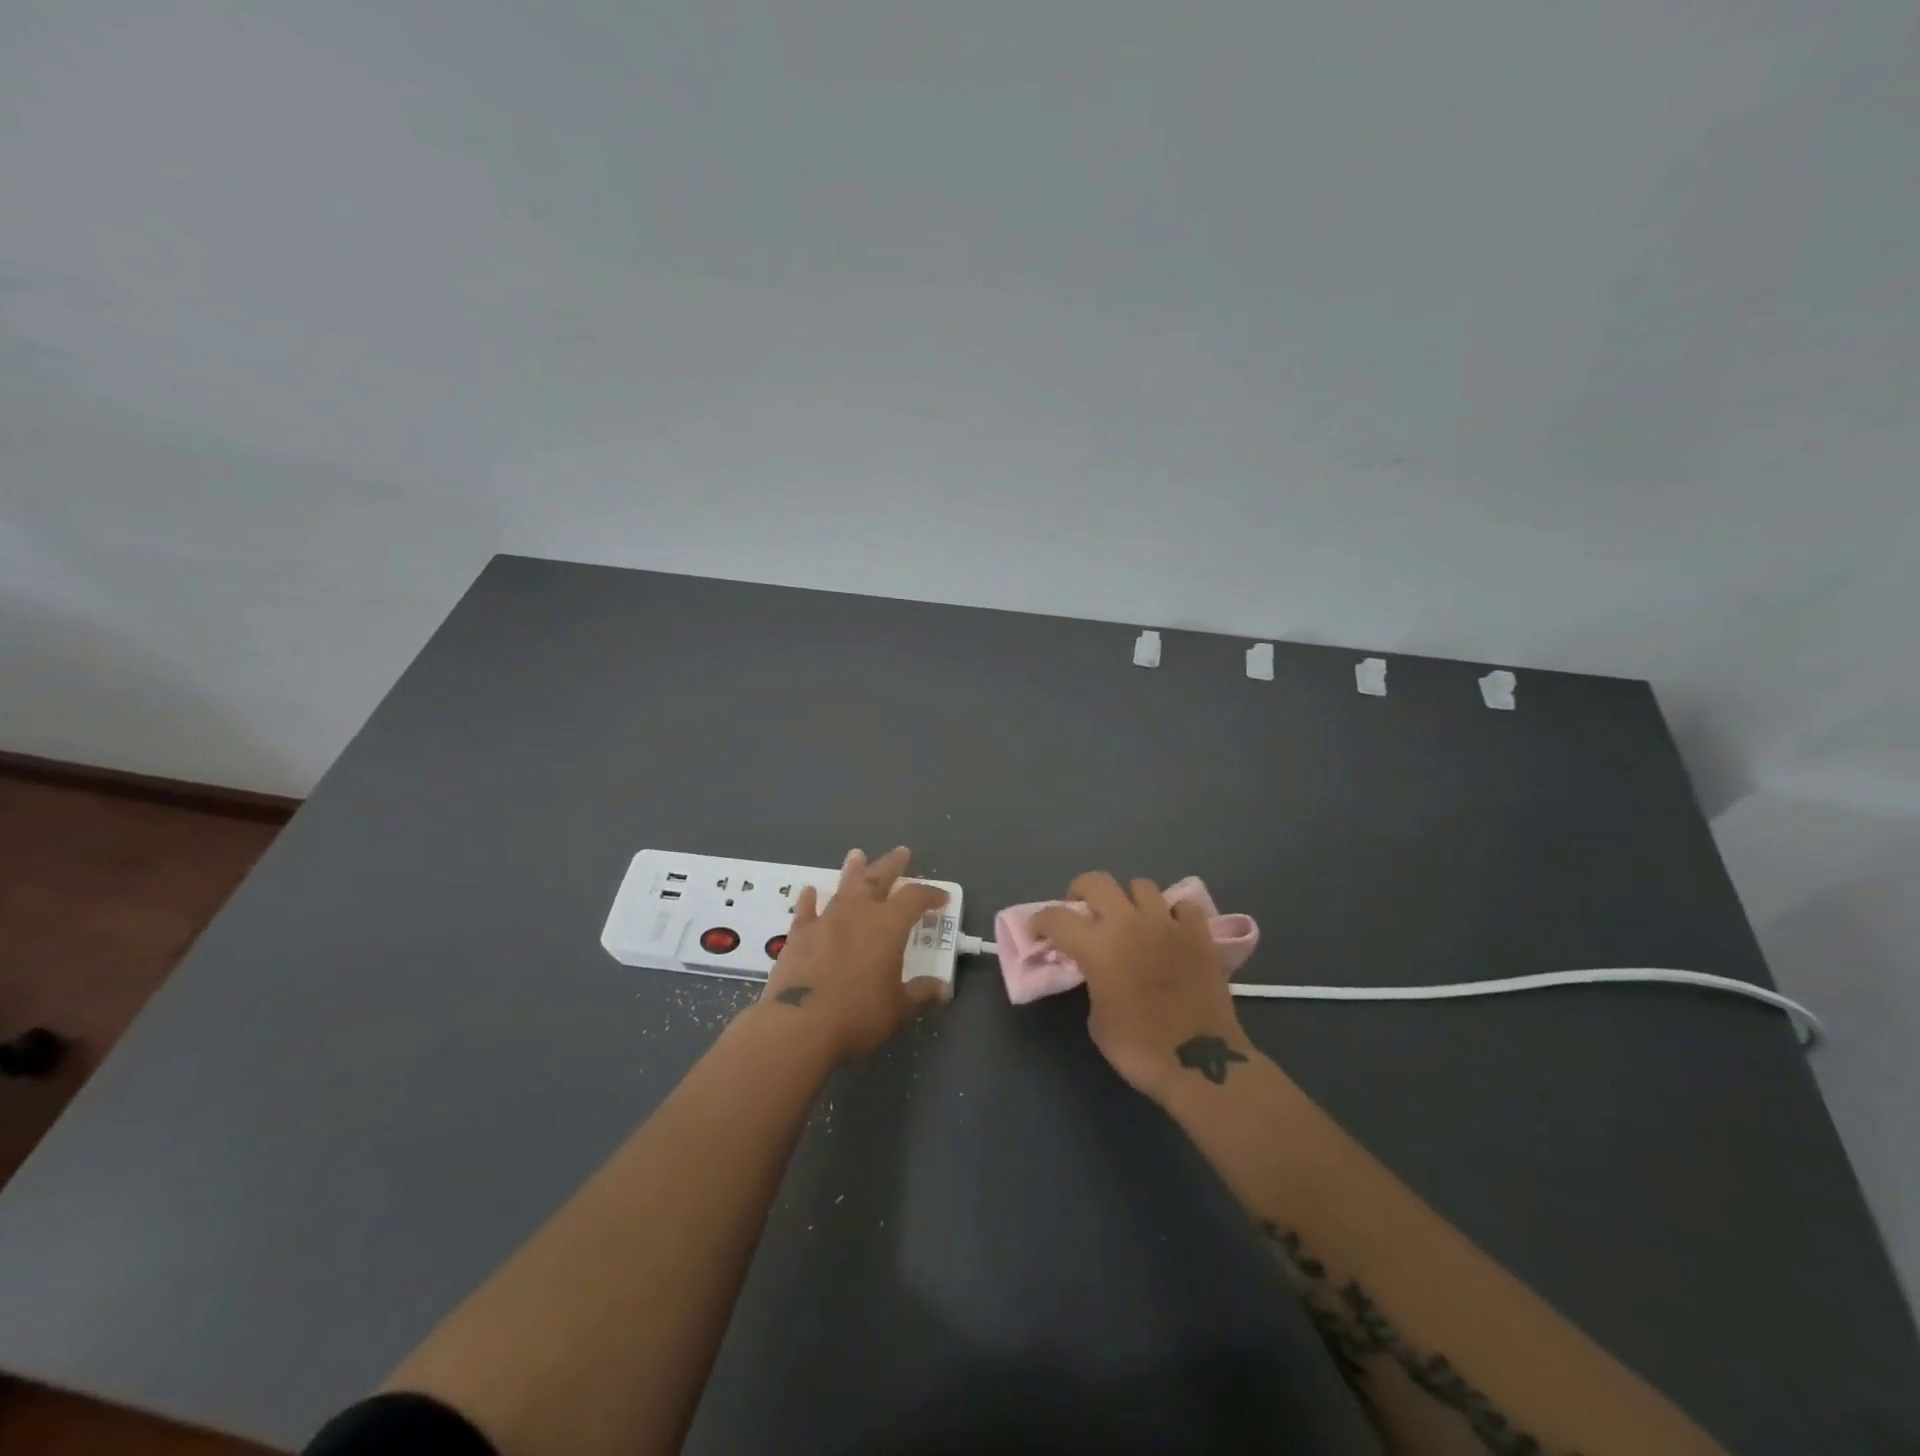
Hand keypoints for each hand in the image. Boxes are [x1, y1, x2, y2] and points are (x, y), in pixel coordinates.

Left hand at [759, 846, 949, 1059]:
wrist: (799, 1024)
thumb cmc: (858, 1014)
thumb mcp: (898, 1009)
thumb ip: (921, 994)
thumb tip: (944, 990)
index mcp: (889, 926)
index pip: (915, 898)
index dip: (930, 894)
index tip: (941, 897)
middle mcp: (858, 913)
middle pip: (878, 879)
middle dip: (892, 865)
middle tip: (902, 852)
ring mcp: (826, 920)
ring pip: (843, 887)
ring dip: (852, 870)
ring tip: (857, 855)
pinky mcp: (799, 935)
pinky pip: (806, 910)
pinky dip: (809, 899)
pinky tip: (810, 891)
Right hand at [1031, 873, 1254, 1102]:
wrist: (1200, 1062)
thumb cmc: (1138, 1047)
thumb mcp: (1097, 1018)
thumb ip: (1092, 981)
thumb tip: (1099, 971)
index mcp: (1097, 944)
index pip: (1056, 916)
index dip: (1040, 921)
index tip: (1037, 931)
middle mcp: (1129, 922)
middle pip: (1097, 881)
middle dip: (1082, 891)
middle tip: (1083, 910)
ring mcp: (1167, 923)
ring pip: (1141, 886)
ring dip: (1129, 900)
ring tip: (1131, 919)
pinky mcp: (1199, 933)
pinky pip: (1182, 906)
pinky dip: (1173, 913)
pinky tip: (1170, 930)